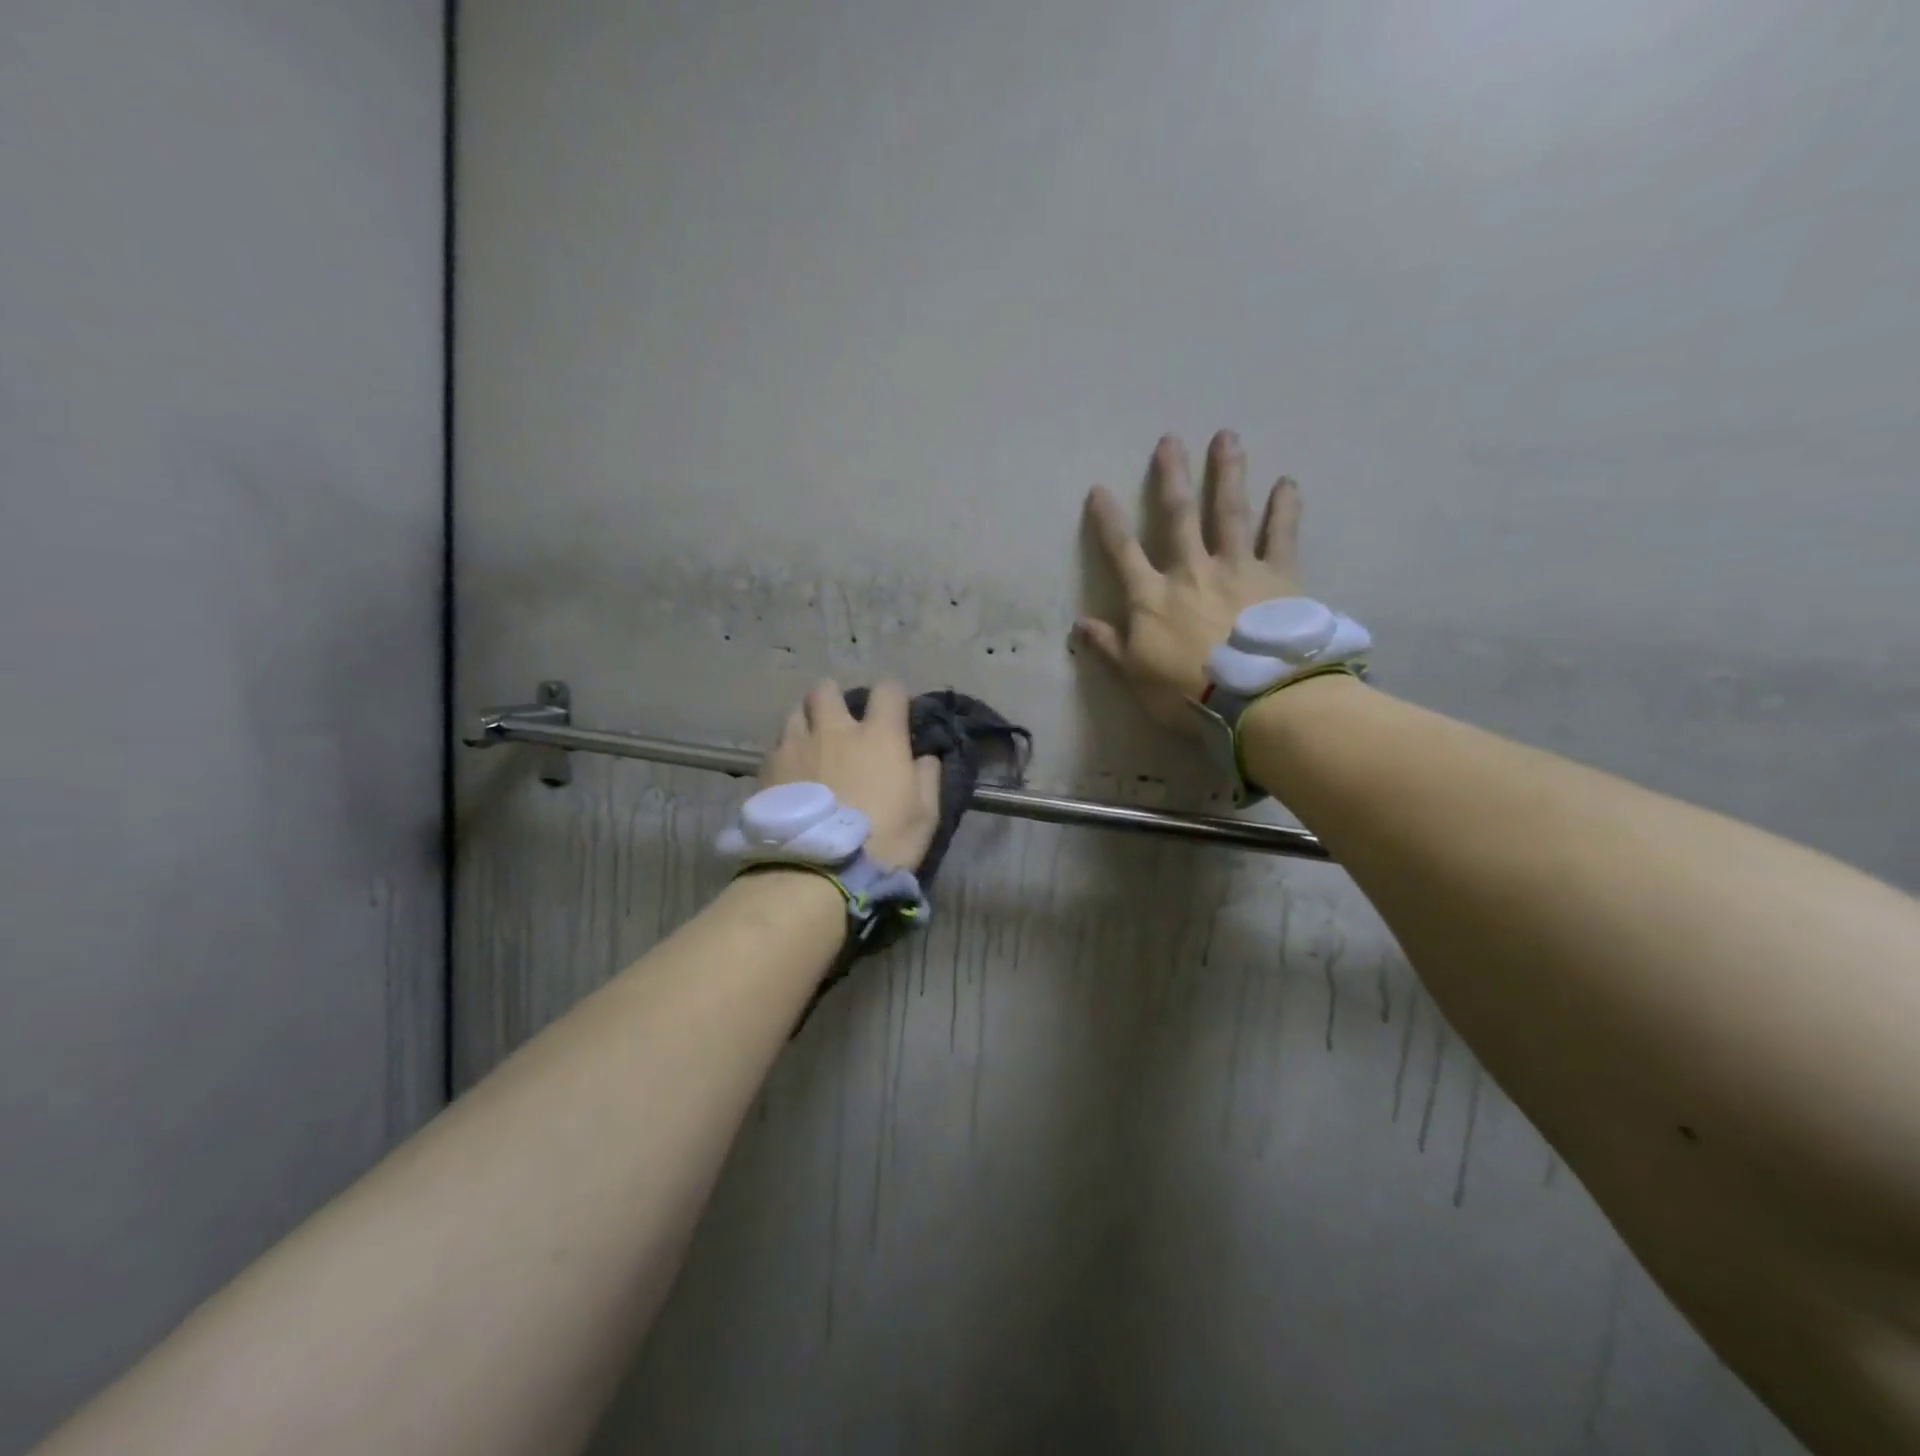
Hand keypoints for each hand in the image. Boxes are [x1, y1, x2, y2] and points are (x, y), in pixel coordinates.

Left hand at [761, 680, 941, 869]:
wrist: (815, 874)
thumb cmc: (881, 843)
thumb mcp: (925, 816)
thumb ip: (928, 777)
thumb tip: (925, 756)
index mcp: (878, 736)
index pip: (887, 690)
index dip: (893, 697)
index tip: (895, 715)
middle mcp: (834, 730)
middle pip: (827, 690)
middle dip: (836, 699)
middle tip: (842, 723)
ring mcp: (795, 746)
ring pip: (797, 712)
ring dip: (808, 721)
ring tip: (813, 745)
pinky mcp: (767, 768)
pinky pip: (777, 745)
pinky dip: (787, 751)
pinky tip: (792, 774)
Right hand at [1076, 431, 1305, 733]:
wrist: (1256, 697)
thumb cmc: (1187, 693)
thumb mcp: (1136, 676)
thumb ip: (1110, 646)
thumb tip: (1079, 625)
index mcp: (1152, 597)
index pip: (1122, 552)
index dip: (1108, 521)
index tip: (1098, 489)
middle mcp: (1191, 571)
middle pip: (1178, 517)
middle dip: (1171, 478)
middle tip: (1170, 440)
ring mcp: (1236, 569)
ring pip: (1229, 512)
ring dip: (1226, 474)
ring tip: (1226, 438)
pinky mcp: (1278, 577)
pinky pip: (1281, 536)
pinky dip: (1285, 509)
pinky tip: (1288, 482)